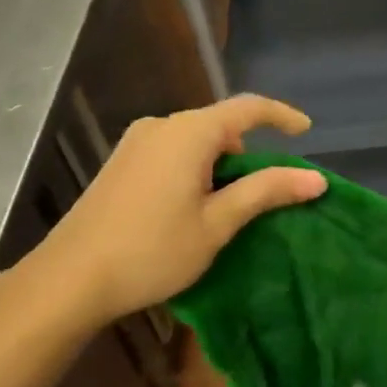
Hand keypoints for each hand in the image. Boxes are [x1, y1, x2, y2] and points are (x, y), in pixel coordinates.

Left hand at [31, 95, 324, 324]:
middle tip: (265, 194)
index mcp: (189, 132)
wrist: (70, 278)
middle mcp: (161, 125)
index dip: (281, 116)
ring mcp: (136, 142)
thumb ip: (266, 192)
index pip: (247, 108)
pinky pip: (172, 151)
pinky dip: (195, 169)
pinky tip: (191, 207)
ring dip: (220, 164)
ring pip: (195, 140)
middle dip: (248, 151)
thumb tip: (315, 178)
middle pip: (219, 125)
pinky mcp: (121, 162)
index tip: (306, 131)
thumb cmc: (152, 250)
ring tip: (227, 209)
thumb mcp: (217, 223)